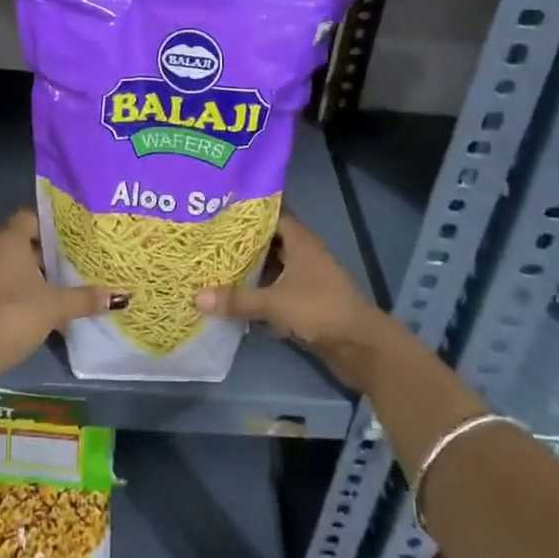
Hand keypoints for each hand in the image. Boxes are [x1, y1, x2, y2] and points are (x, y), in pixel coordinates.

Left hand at [0, 210, 120, 378]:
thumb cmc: (15, 314)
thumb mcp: (55, 306)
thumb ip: (86, 298)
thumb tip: (120, 296)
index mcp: (9, 238)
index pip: (31, 216)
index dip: (53, 224)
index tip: (75, 236)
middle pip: (22, 239)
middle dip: (47, 250)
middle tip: (74, 260)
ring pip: (11, 261)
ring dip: (32, 271)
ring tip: (61, 283)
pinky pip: (1, 279)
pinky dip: (18, 286)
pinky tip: (39, 303)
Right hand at [196, 214, 399, 390]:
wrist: (361, 347)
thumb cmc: (320, 310)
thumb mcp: (275, 303)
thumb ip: (237, 299)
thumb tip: (197, 296)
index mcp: (301, 242)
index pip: (273, 215)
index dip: (249, 212)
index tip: (220, 210)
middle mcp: (304, 255)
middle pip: (269, 242)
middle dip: (242, 243)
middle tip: (209, 239)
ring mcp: (307, 280)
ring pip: (272, 268)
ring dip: (250, 270)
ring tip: (214, 266)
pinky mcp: (306, 303)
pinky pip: (277, 292)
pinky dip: (259, 294)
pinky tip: (234, 298)